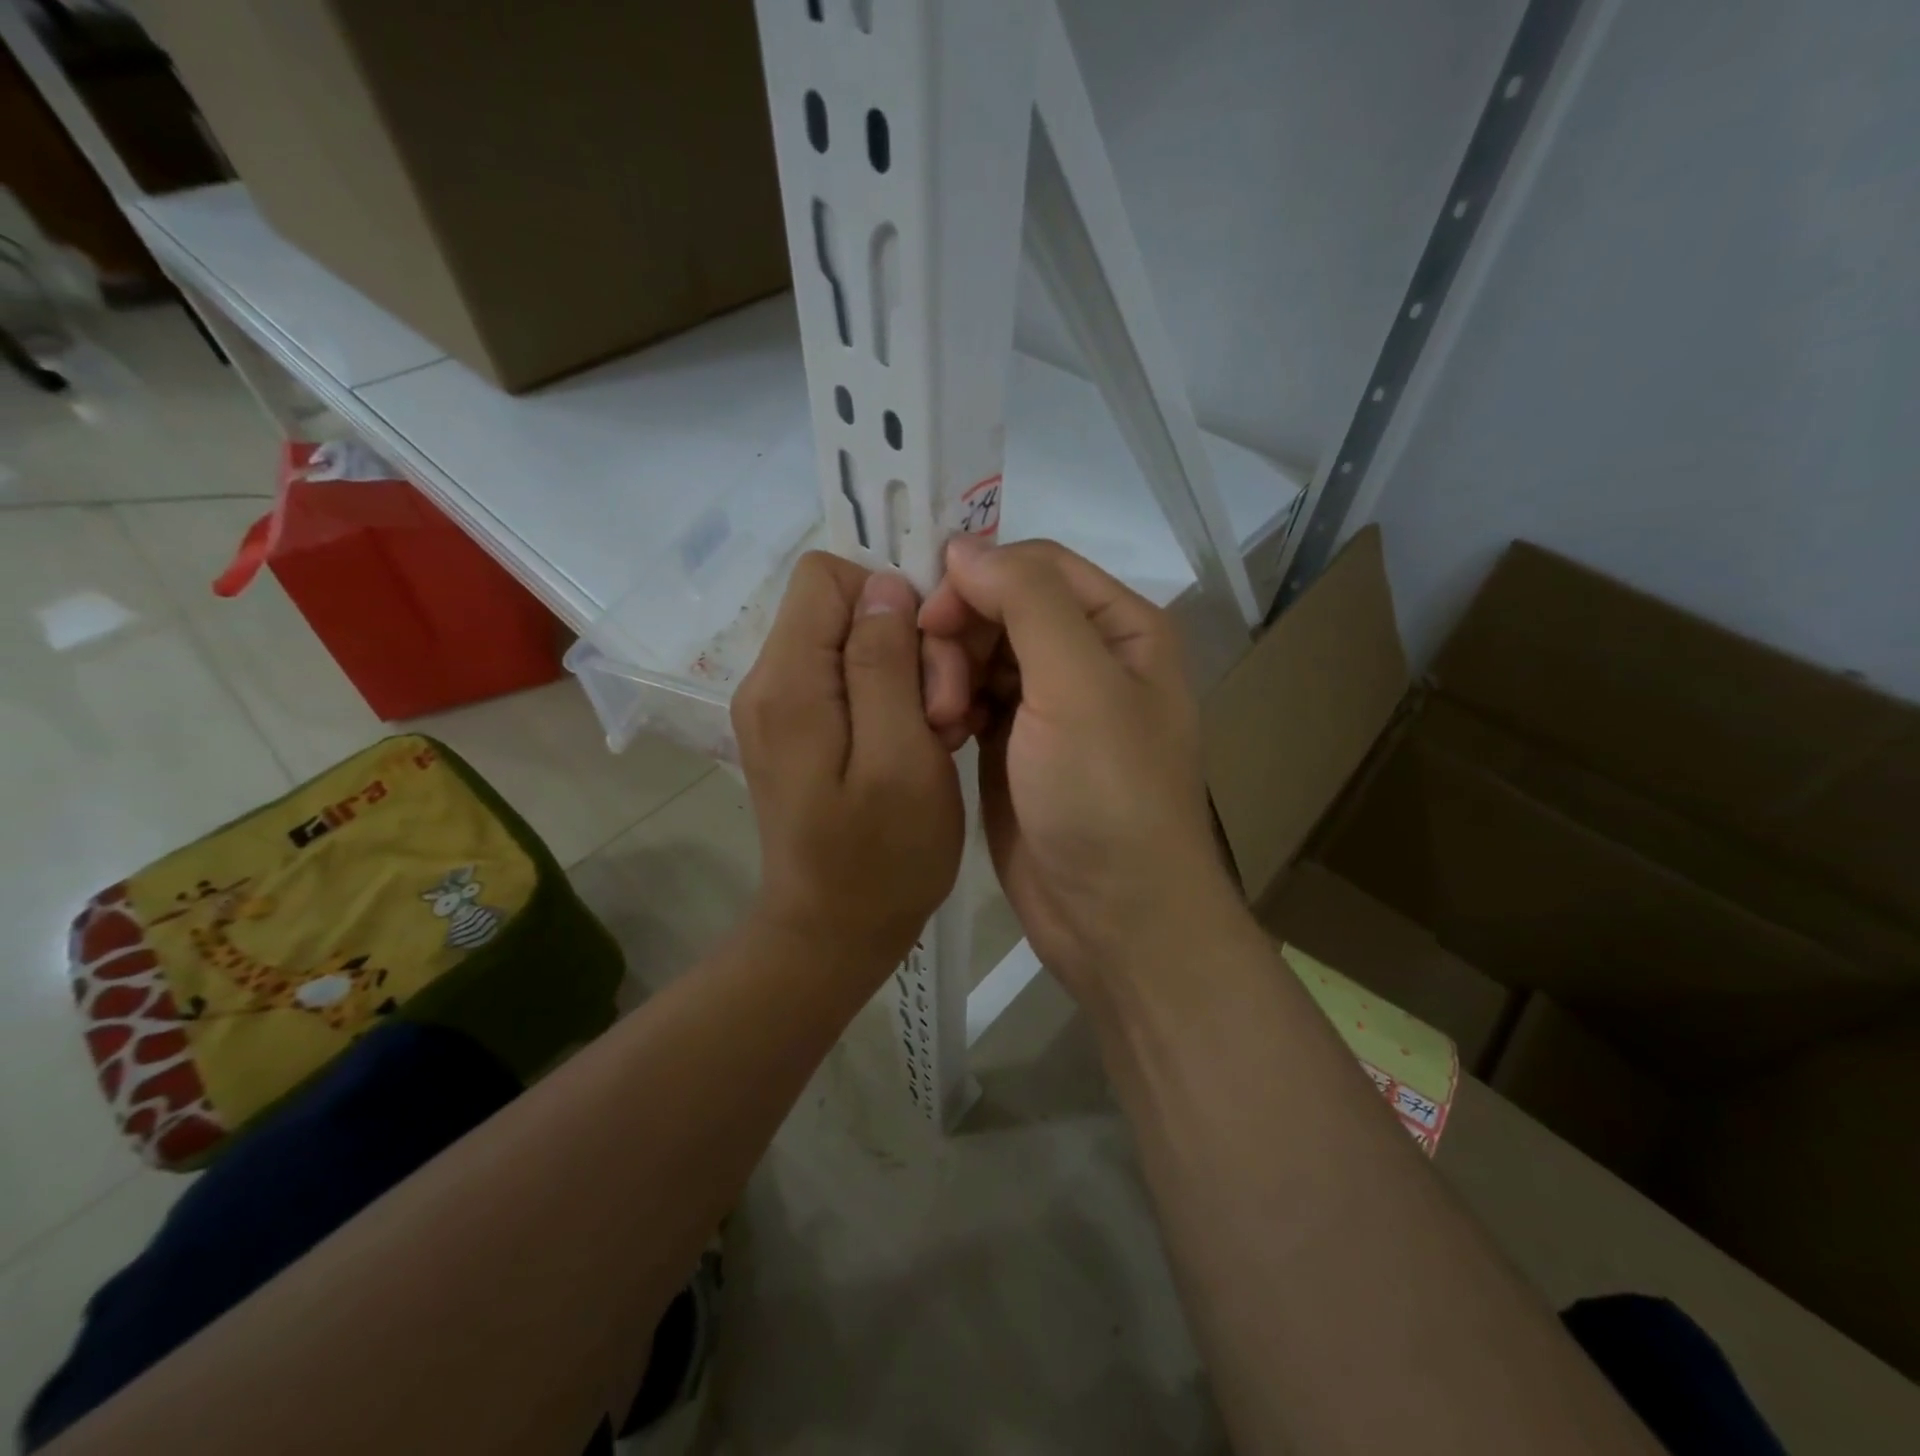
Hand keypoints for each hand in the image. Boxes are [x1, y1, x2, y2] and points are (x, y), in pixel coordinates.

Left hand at [732, 553, 964, 972]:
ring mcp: (781, 708)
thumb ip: (886, 665)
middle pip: (844, 608)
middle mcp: (770, 681)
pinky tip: (918, 745)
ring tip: (934, 735)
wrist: (833, 933)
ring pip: (854, 644)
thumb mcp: (902, 759)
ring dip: (908, 678)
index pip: (828, 574)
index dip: (890, 597)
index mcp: (789, 682)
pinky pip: (851, 681)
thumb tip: (885, 586)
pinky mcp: (799, 730)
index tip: (930, 656)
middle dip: (906, 645)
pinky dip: (893, 701)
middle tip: (940, 714)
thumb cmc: (881, 858)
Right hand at [918, 538, 1243, 1002]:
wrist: (1111, 916)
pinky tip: (942, 736)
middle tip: (939, 693)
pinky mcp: (1014, 745)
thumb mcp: (1078, 685)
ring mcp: (1048, 704)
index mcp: (1120, 627)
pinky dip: (949, 707)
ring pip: (978, 652)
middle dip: (959, 636)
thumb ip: (1026, 601)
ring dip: (948, 675)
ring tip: (941, 722)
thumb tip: (966, 547)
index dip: (978, 580)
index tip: (930, 621)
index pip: (1034, 566)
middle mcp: (1086, 656)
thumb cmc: (1106, 796)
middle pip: (1000, 607)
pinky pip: (971, 699)